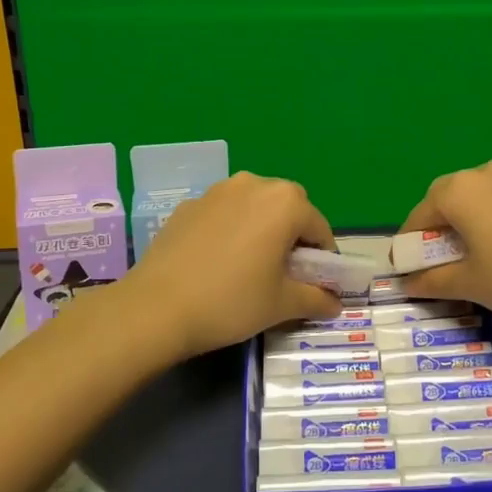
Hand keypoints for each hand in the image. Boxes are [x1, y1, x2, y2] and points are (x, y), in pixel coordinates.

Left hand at [123, 172, 342, 357]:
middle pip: (288, 206)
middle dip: (294, 233)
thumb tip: (335, 304)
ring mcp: (216, 191)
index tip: (317, 283)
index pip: (319, 227)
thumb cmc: (231, 302)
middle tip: (285, 270)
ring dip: (262, 226)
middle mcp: (253, 185)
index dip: (324, 257)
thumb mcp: (281, 305)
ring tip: (251, 263)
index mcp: (285, 203)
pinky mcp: (188, 205)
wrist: (156, 307)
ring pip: (254, 204)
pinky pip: (223, 212)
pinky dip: (231, 228)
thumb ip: (315, 299)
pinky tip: (217, 261)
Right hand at [396, 159, 491, 328]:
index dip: (409, 242)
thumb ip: (432, 281)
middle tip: (442, 260)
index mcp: (461, 190)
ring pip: (485, 197)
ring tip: (481, 253)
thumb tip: (408, 283)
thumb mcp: (471, 285)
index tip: (408, 268)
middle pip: (451, 197)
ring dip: (473, 220)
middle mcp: (489, 172)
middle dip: (441, 227)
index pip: (420, 213)